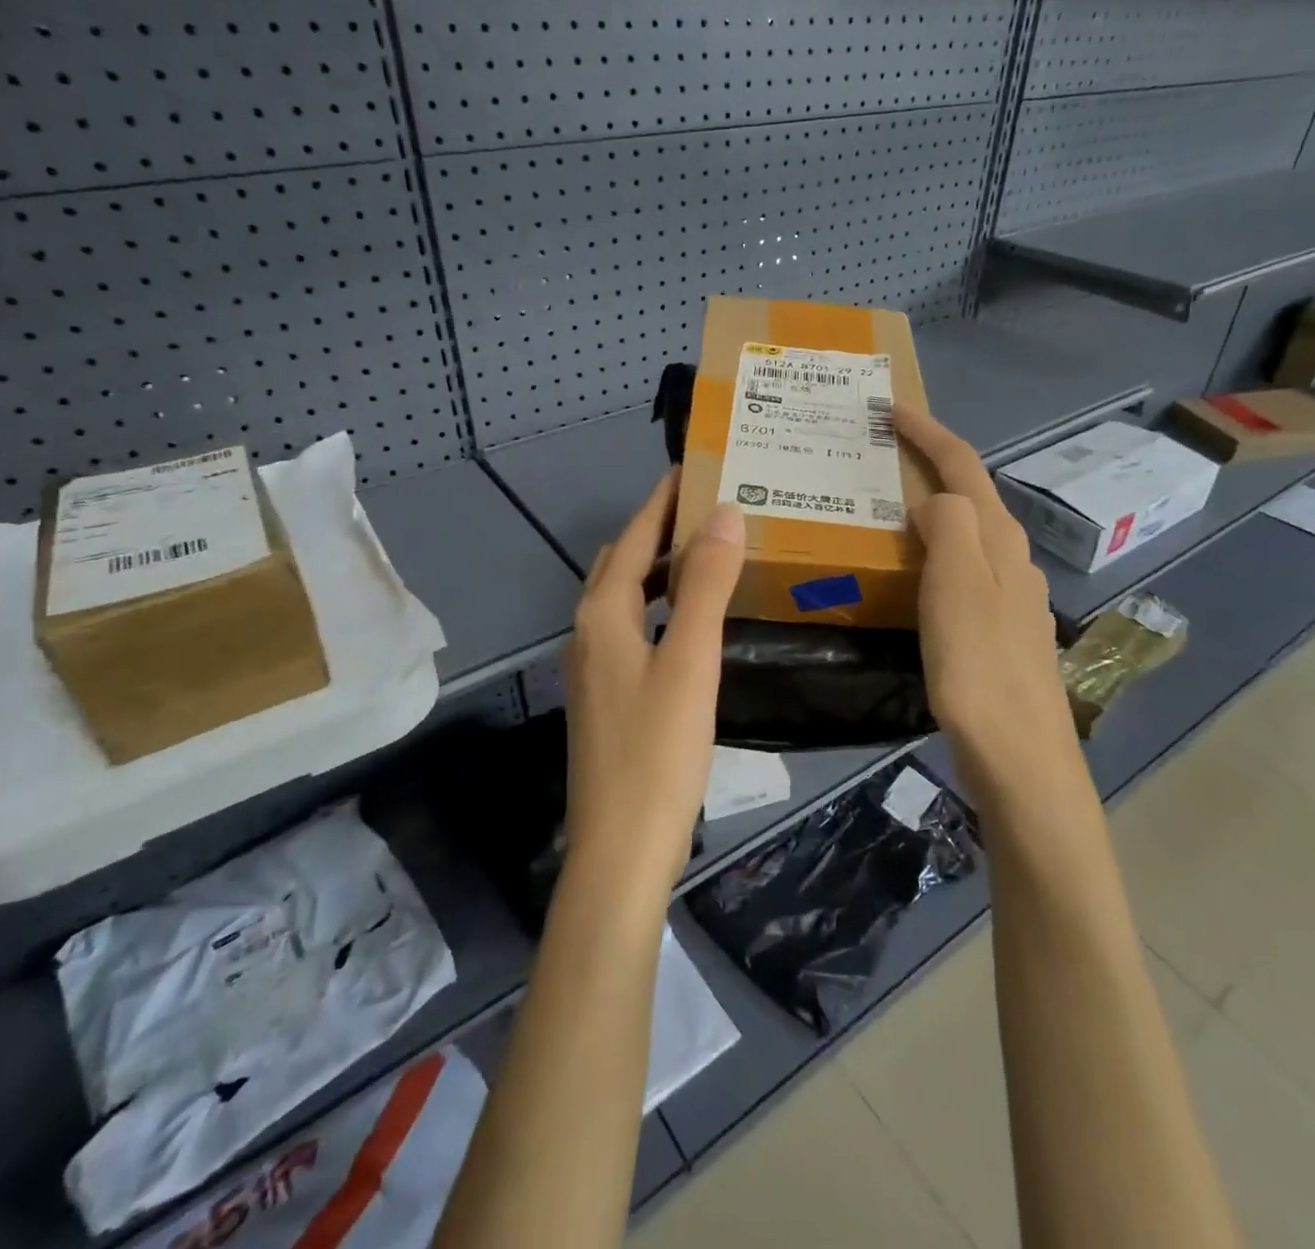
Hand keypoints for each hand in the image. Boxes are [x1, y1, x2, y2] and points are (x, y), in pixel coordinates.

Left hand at [564, 471, 745, 890]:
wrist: (621, 849)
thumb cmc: (658, 752)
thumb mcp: (690, 661)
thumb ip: (706, 585)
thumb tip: (724, 513)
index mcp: (603, 613)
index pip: (635, 535)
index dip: (664, 498)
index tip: (699, 465)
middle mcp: (590, 630)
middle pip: (624, 560)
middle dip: (662, 526)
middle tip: (715, 507)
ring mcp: (595, 665)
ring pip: (627, 595)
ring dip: (661, 566)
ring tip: (711, 552)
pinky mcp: (609, 693)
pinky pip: (634, 625)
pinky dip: (661, 603)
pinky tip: (692, 618)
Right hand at [893, 405, 1082, 805]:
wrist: (1020, 756)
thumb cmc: (979, 668)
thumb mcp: (957, 586)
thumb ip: (949, 526)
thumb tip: (935, 499)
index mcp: (999, 540)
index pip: (963, 466)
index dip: (928, 433)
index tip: (891, 408)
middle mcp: (1012, 559)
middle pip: (971, 494)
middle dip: (931, 463)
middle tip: (882, 453)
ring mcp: (1012, 596)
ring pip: (969, 533)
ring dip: (933, 507)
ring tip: (890, 506)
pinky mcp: (1001, 631)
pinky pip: (965, 569)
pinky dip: (937, 552)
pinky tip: (916, 573)